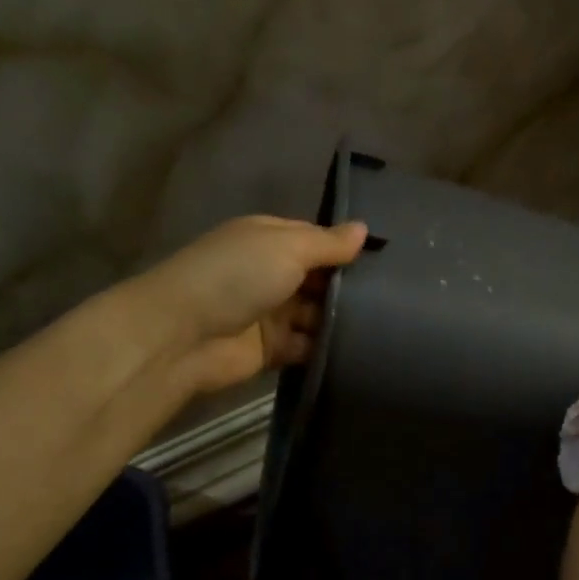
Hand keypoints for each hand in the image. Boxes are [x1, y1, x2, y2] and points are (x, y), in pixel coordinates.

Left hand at [139, 215, 367, 393]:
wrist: (181, 337)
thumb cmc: (237, 277)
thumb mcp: (287, 247)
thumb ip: (328, 243)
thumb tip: (364, 229)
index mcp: (268, 239)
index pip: (316, 240)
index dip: (346, 249)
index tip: (387, 260)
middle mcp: (269, 273)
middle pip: (318, 278)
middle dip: (349, 286)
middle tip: (397, 296)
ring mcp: (270, 313)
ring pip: (316, 314)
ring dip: (341, 319)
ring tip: (387, 324)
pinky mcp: (270, 350)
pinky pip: (307, 347)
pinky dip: (327, 349)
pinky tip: (361, 350)